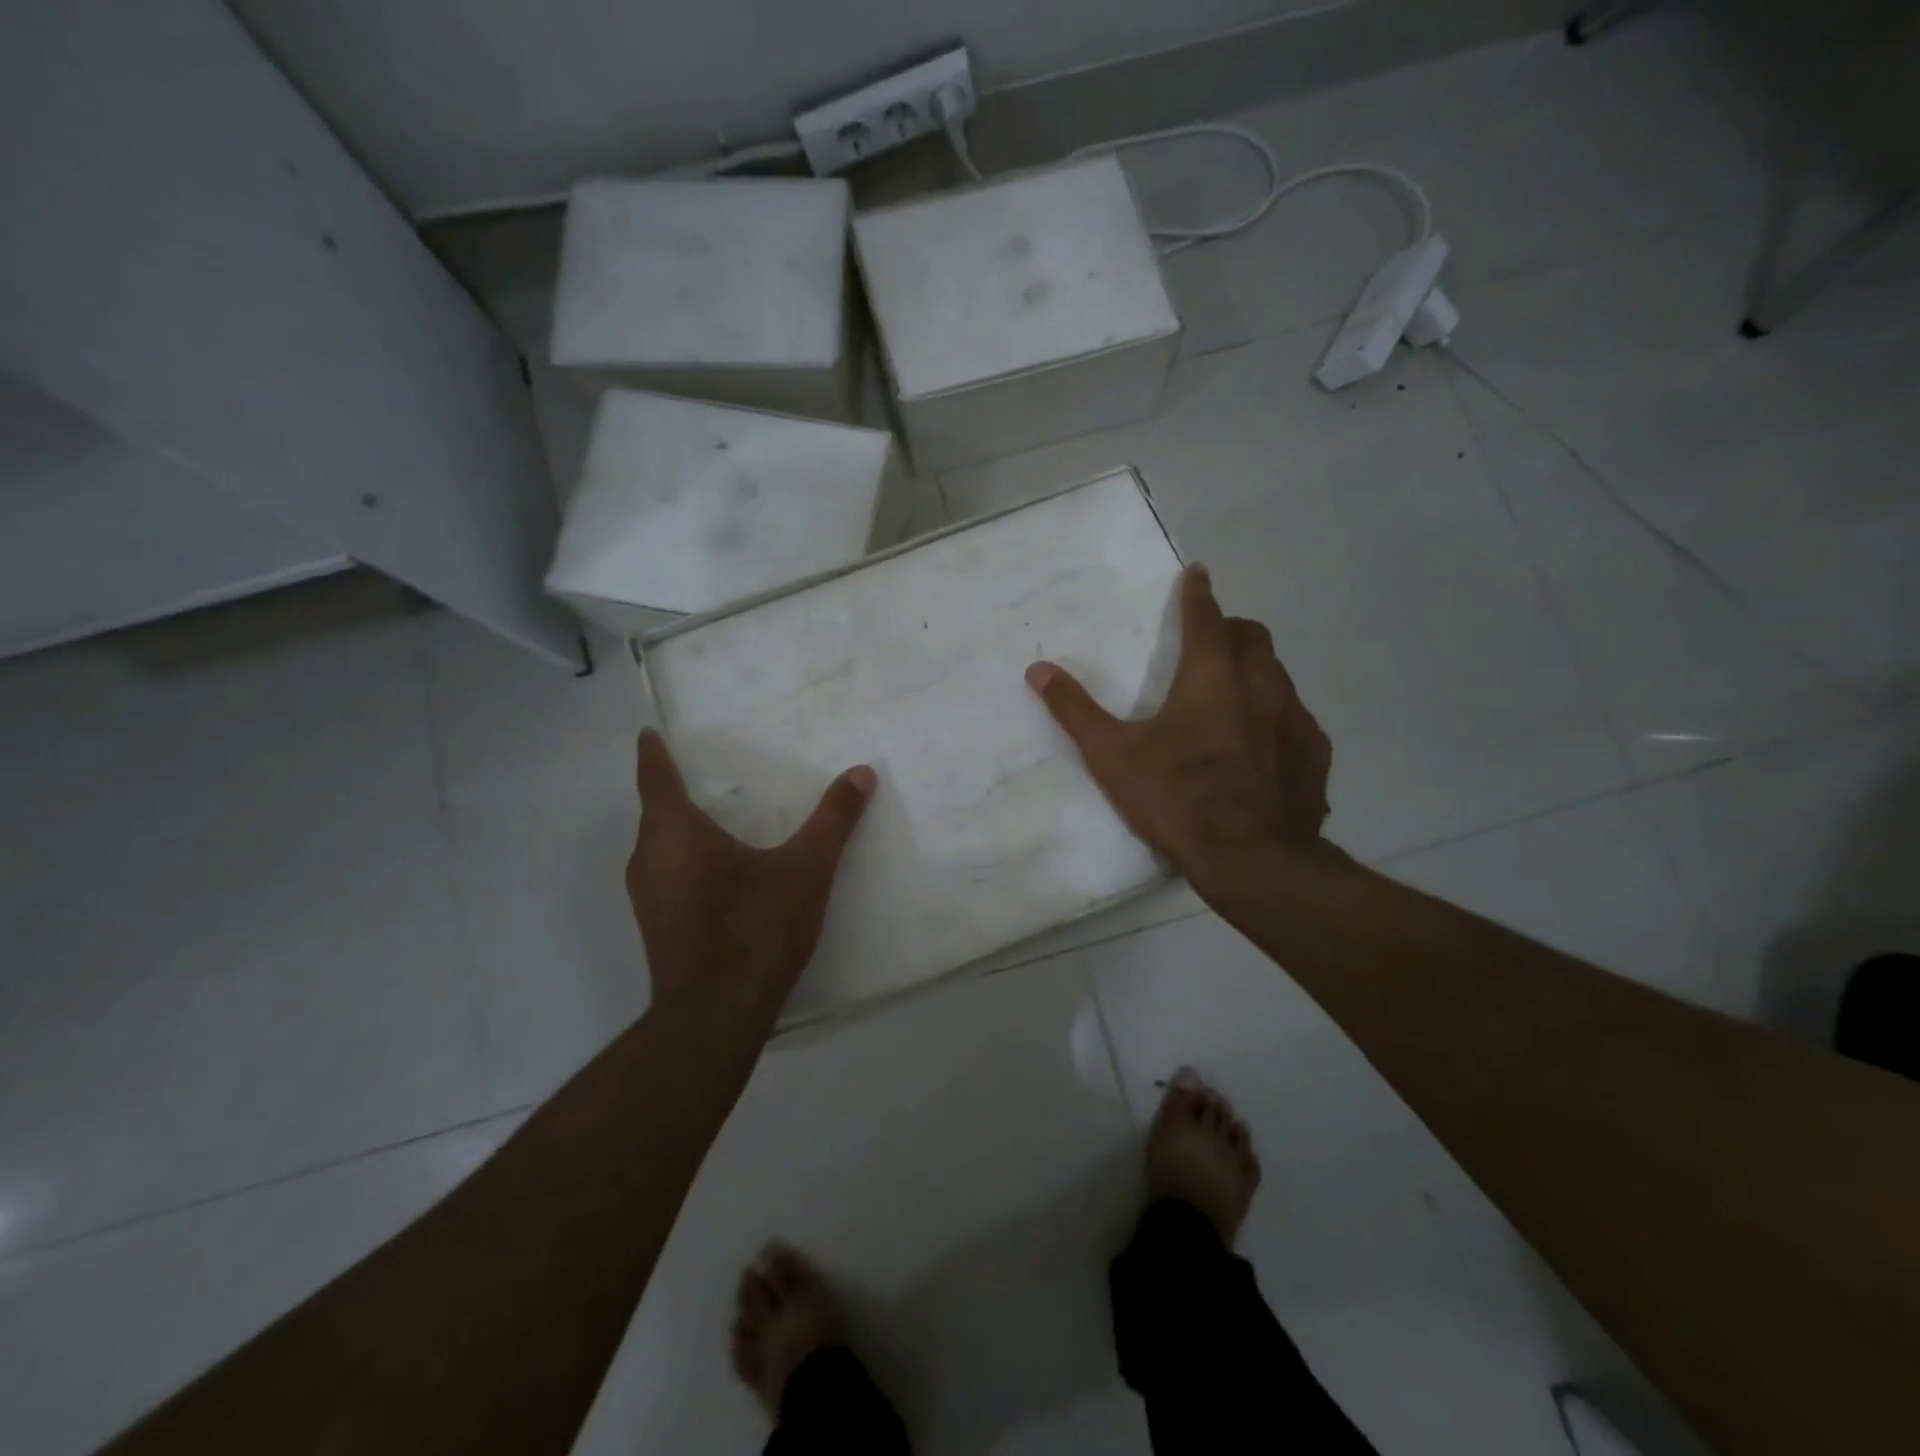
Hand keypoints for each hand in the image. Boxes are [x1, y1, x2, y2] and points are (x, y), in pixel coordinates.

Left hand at [627, 730, 875, 1010]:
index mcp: (675, 833)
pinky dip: (682, 859)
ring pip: (657, 847)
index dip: (653, 753)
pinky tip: (714, 871)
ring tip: (709, 816)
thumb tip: (862, 773)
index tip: (648, 732)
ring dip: (676, 828)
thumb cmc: (755, 928)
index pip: (655, 778)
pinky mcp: (656, 926)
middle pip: (654, 812)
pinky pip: (664, 874)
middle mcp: (648, 859)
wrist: (716, 1016)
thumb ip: (833, 820)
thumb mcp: (805, 869)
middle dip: (671, 790)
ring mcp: (647, 897)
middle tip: (698, 771)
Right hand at [1024, 564, 1332, 888]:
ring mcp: (1295, 720)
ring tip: (1235, 693)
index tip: (1198, 573)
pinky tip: (1264, 746)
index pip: (1206, 618)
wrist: (1251, 858)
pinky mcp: (1314, 755)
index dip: (1198, 594)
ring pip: (1279, 676)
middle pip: (1253, 637)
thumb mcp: (1113, 756)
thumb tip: (1038, 670)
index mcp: (1211, 677)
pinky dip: (1278, 717)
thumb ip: (1075, 710)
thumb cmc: (1177, 798)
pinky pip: (1298, 720)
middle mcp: (1261, 687)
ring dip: (1256, 672)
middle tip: (1212, 640)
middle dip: (1231, 629)